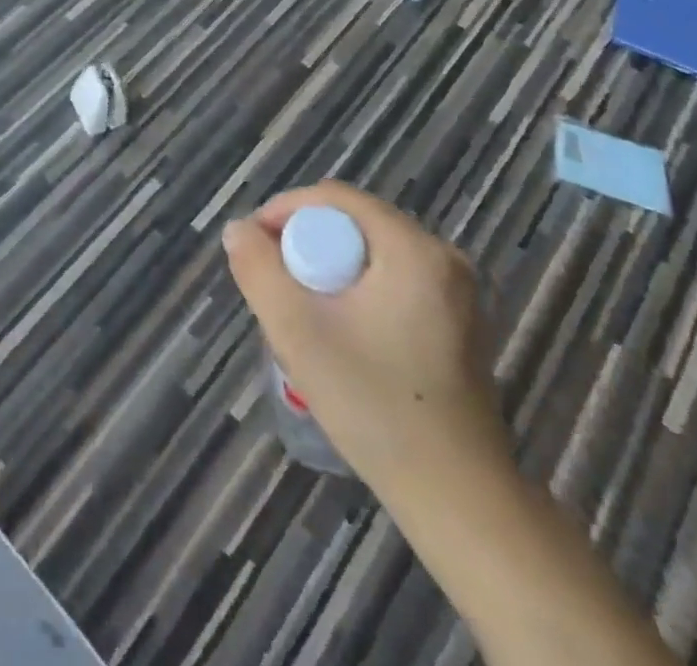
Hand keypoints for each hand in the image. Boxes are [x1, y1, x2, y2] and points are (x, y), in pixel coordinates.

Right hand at [222, 180, 508, 491]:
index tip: (255, 248)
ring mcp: (457, 292)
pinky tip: (341, 333)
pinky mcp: (458, 322)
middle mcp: (443, 257)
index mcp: (414, 249)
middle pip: (353, 222)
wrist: (458, 499)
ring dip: (328, 269)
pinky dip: (356, 290)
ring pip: (369, 252)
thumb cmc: (375, 405)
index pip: (334, 198)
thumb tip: (238, 230)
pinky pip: (391, 279)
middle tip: (276, 284)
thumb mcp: (296, 330)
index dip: (284, 212)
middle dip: (305, 244)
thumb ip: (257, 268)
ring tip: (302, 310)